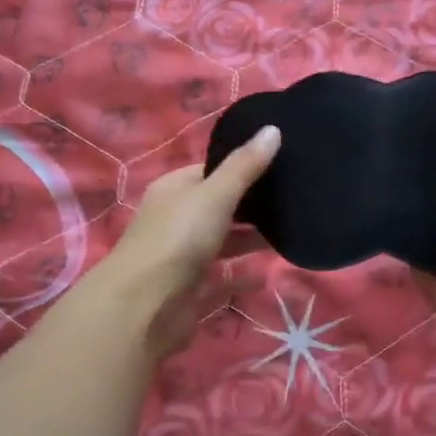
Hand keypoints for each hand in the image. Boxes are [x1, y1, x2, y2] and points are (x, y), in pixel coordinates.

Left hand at [101, 125, 280, 357]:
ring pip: (221, 242)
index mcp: (174, 190)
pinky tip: (266, 276)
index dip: (241, 166)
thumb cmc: (178, 239)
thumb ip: (245, 167)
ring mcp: (181, 257)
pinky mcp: (190, 291)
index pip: (210, 171)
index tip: (280, 165)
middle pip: (218, 207)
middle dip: (250, 205)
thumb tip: (273, 129)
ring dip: (248, 240)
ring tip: (288, 233)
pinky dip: (241, 277)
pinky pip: (221, 280)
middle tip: (293, 200)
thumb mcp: (215, 195)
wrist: (143, 307)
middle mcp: (175, 220)